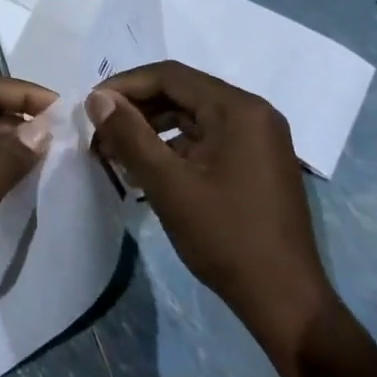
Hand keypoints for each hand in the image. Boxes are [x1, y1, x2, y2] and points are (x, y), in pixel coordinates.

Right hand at [87, 62, 332, 329]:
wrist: (285, 300)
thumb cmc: (226, 237)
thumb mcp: (168, 184)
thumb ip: (130, 135)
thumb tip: (97, 99)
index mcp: (238, 109)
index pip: (171, 76)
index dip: (126, 86)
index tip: (91, 107)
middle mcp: (253, 113)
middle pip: (183, 92)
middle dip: (137, 109)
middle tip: (100, 131)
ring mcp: (259, 138)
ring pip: (193, 116)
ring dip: (153, 128)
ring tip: (117, 151)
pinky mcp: (257, 162)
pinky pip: (208, 139)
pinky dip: (175, 147)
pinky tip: (148, 170)